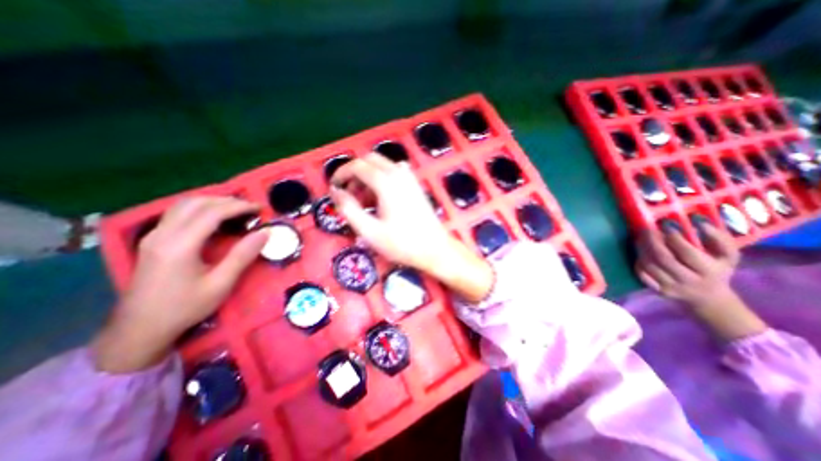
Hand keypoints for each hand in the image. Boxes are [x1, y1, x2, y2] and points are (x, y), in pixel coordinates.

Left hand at [93, 195, 266, 372]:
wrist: (139, 329)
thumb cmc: (185, 307)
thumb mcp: (221, 284)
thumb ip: (243, 255)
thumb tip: (265, 233)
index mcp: (179, 245)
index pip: (212, 213)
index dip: (238, 206)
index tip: (259, 208)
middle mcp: (162, 234)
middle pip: (196, 203)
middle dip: (227, 200)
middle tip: (250, 207)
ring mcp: (153, 236)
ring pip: (183, 205)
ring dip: (212, 201)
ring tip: (236, 208)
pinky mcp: (152, 240)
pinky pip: (177, 213)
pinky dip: (200, 208)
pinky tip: (213, 217)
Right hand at [328, 155, 493, 301]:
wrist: (435, 248)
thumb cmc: (402, 243)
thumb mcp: (370, 231)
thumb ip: (349, 209)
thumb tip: (336, 192)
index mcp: (386, 182)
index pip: (357, 166)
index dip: (341, 174)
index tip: (334, 187)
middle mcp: (398, 174)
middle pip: (369, 160)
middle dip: (355, 173)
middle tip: (349, 194)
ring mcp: (410, 178)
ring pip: (382, 165)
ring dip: (369, 176)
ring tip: (365, 201)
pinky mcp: (415, 185)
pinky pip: (394, 172)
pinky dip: (382, 178)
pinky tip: (382, 198)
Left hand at [630, 223, 741, 305]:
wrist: (709, 298)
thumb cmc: (717, 270)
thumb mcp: (728, 256)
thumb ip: (719, 238)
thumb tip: (699, 222)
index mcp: (710, 271)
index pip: (687, 253)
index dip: (674, 238)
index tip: (666, 225)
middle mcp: (689, 280)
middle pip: (664, 259)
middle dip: (652, 241)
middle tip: (647, 229)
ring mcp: (671, 287)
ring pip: (649, 265)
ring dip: (642, 249)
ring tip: (642, 238)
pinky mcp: (657, 290)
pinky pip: (642, 274)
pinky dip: (638, 261)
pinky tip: (641, 253)